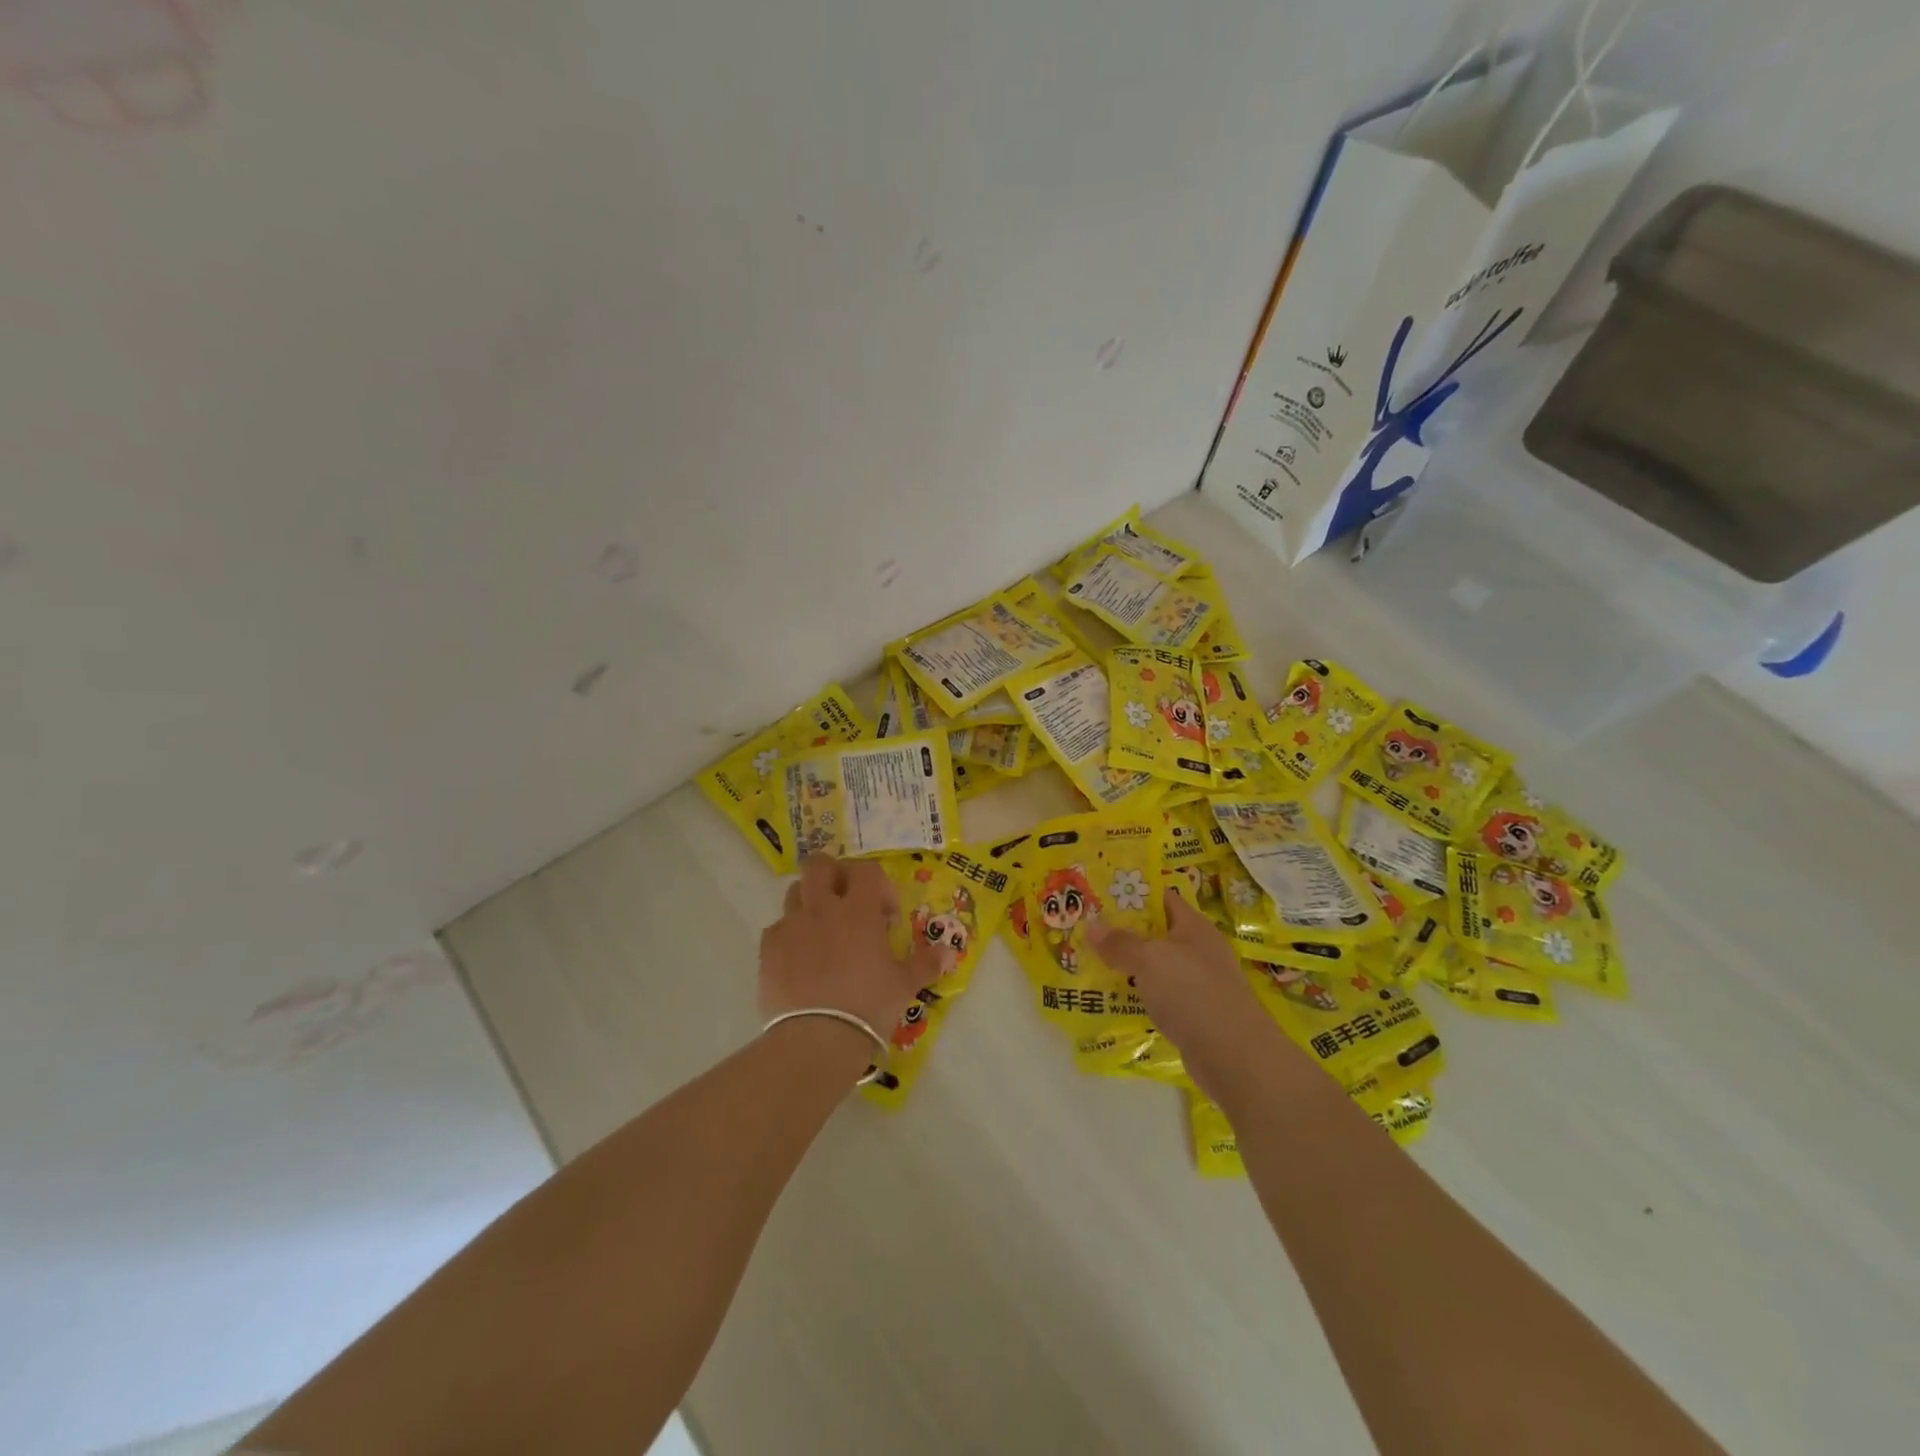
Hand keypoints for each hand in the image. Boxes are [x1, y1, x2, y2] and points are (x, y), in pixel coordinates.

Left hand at [759, 855, 940, 1042]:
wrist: (816, 1040)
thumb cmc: (868, 1005)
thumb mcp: (905, 985)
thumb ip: (926, 963)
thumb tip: (950, 952)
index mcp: (858, 910)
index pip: (866, 871)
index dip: (879, 885)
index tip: (886, 915)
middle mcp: (821, 908)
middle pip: (819, 865)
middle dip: (833, 875)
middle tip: (846, 902)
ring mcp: (791, 927)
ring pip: (794, 892)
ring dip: (809, 902)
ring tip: (822, 930)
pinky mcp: (768, 950)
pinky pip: (777, 929)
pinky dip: (789, 936)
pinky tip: (800, 960)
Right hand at [1086, 888, 1298, 1104]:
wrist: (1235, 1057)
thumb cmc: (1193, 993)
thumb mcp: (1150, 960)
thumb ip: (1120, 943)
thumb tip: (1091, 925)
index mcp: (1194, 927)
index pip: (1161, 898)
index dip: (1131, 893)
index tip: (1098, 895)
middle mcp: (1198, 950)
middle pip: (1156, 932)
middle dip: (1122, 931)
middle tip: (1086, 929)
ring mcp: (1198, 983)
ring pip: (1155, 966)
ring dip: (1128, 965)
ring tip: (1090, 961)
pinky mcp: (1194, 1013)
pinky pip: (1159, 995)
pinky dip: (1139, 994)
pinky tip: (1113, 998)